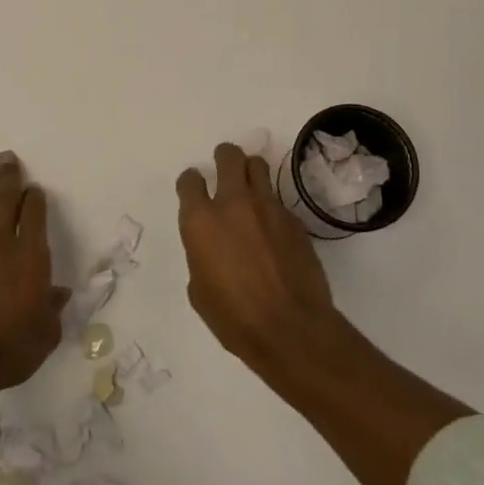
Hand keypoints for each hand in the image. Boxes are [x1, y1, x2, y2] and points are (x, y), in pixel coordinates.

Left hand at [0, 152, 69, 397]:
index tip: (34, 188)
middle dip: (8, 178)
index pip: (33, 215)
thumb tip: (58, 293)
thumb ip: (52, 310)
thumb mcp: (45, 334)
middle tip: (6, 157)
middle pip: (4, 202)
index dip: (34, 199)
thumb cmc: (9, 349)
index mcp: (29, 256)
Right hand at [176, 142, 339, 371]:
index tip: (194, 186)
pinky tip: (272, 227)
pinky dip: (270, 205)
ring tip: (249, 184)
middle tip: (224, 167)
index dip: (191, 181)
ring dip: (250, 170)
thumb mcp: (200, 290)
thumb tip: (213, 248)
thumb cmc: (234, 318)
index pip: (190, 181)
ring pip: (257, 166)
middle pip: (229, 157)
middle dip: (224, 157)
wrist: (290, 327)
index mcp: (201, 222)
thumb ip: (201, 256)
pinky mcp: (293, 218)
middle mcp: (233, 203)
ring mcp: (267, 207)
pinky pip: (277, 199)